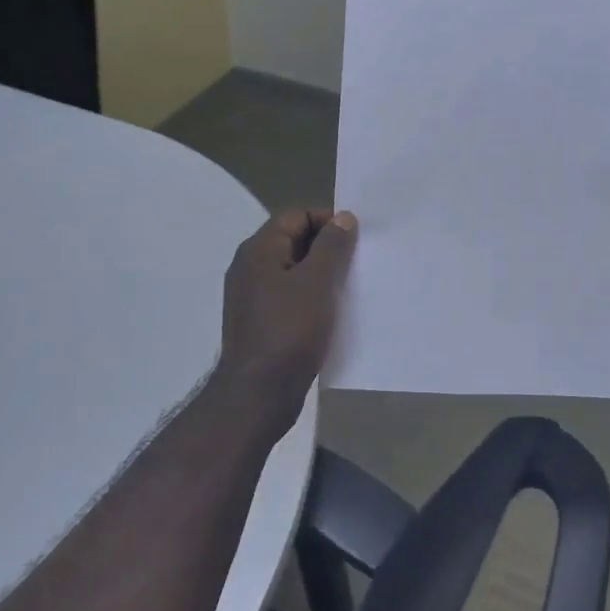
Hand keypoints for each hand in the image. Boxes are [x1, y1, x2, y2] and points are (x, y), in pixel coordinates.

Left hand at [212, 209, 357, 443]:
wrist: (259, 394)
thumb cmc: (289, 330)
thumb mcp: (316, 282)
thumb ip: (331, 246)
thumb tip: (343, 217)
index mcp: (258, 250)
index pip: (295, 216)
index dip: (327, 220)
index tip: (357, 237)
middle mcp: (250, 268)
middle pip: (294, 241)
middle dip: (328, 247)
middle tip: (359, 260)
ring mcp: (253, 297)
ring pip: (294, 271)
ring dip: (322, 274)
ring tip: (351, 285)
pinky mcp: (262, 322)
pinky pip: (291, 297)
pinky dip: (312, 297)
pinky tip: (334, 311)